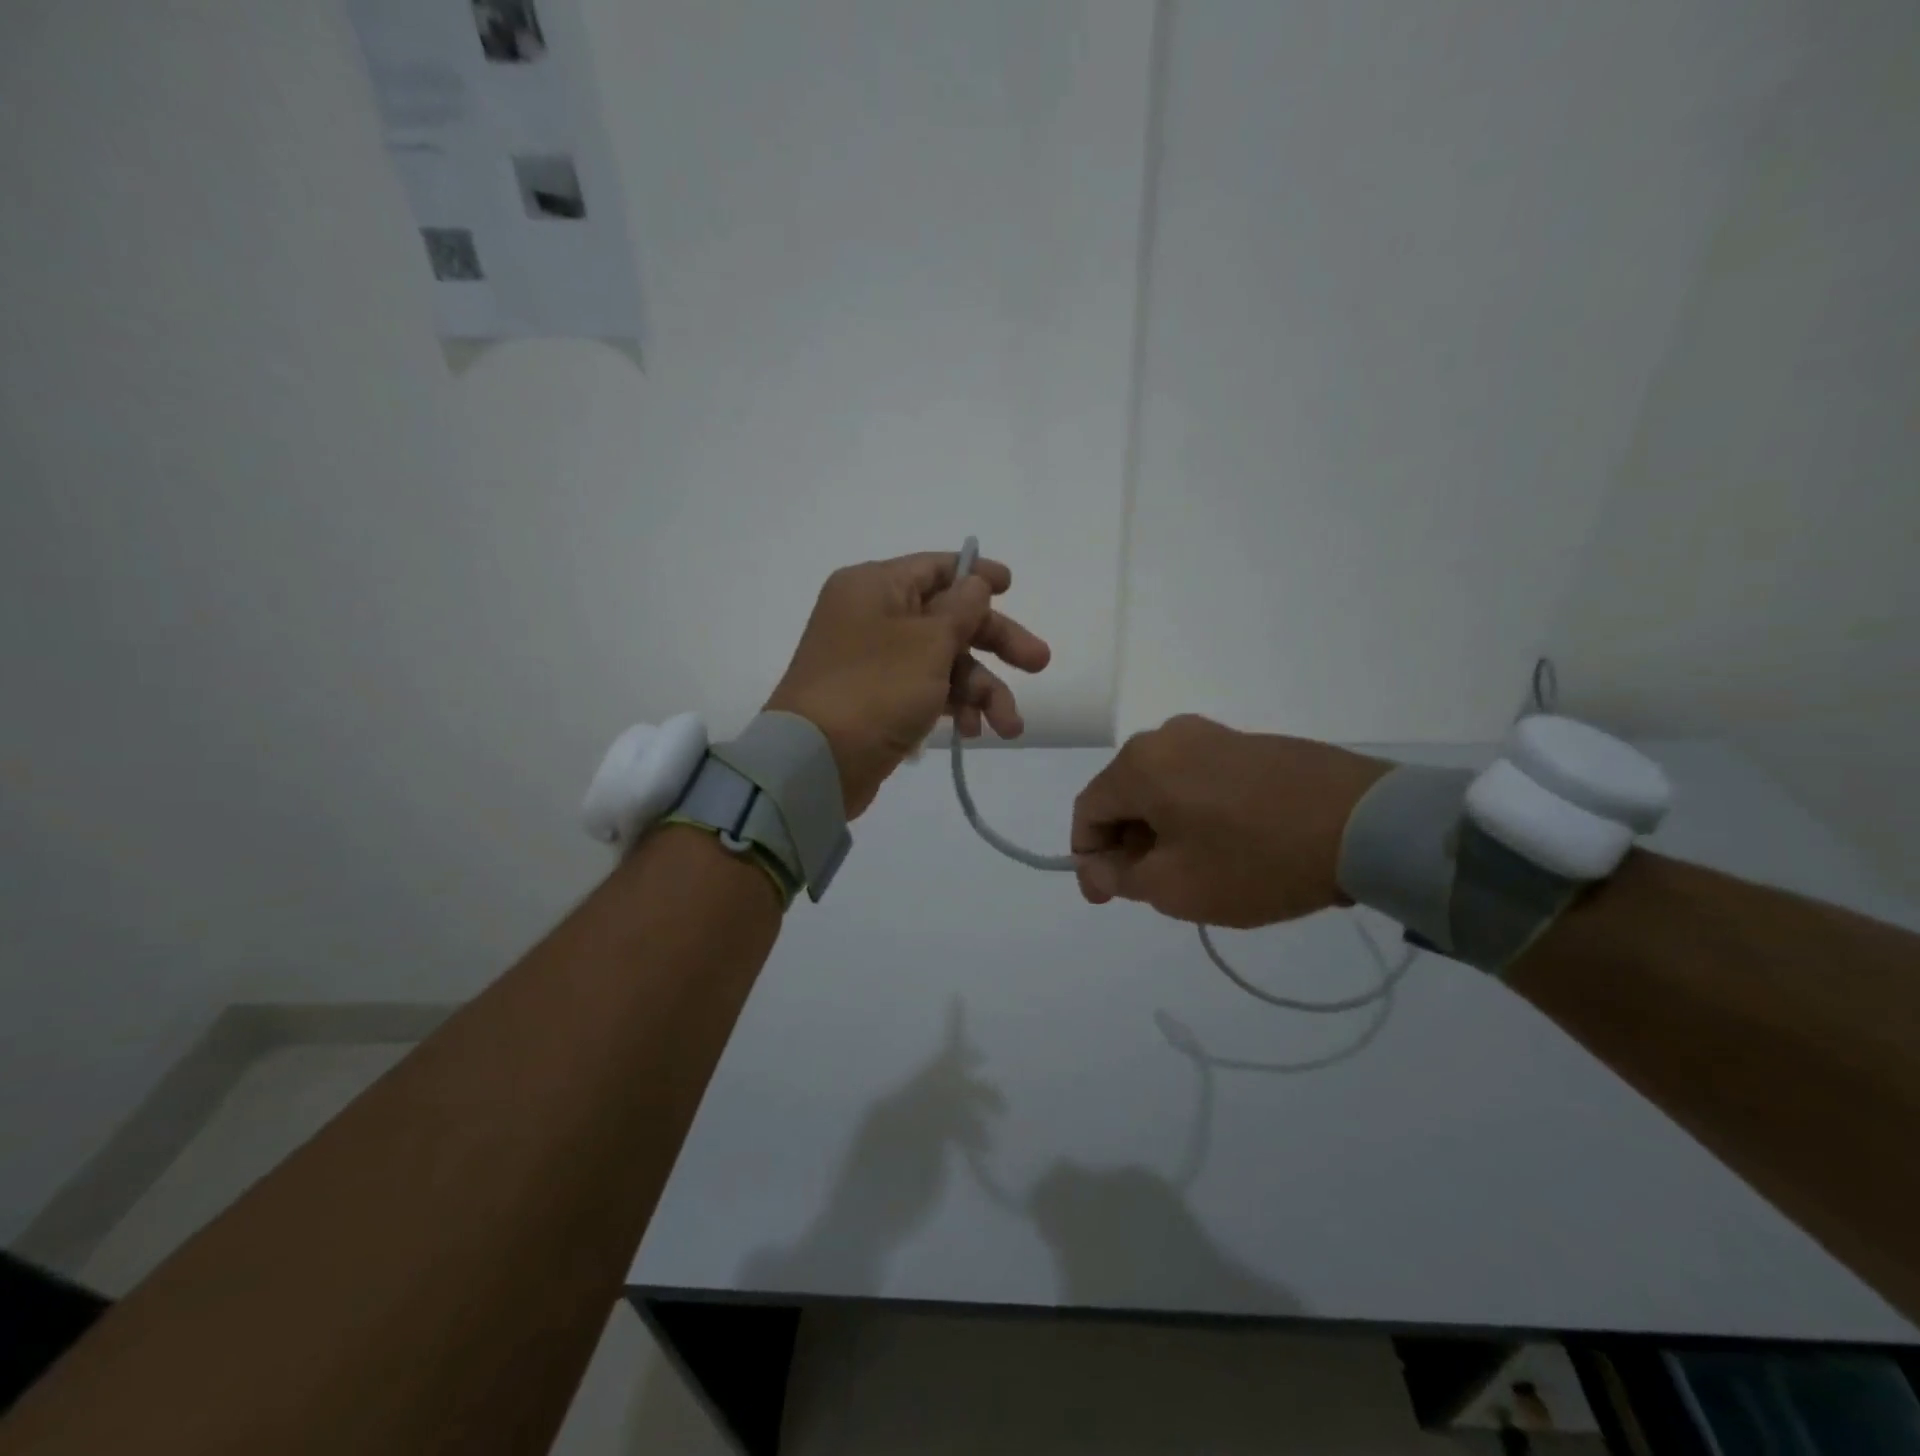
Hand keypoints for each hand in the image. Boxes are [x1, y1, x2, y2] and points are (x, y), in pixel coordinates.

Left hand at [766, 551, 1051, 818]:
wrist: (817, 763)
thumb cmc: (875, 689)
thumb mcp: (928, 642)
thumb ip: (961, 609)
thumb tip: (974, 583)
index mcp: (876, 586)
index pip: (936, 567)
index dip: (977, 576)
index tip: (1013, 587)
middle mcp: (873, 616)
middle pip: (948, 618)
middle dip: (996, 643)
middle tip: (1040, 664)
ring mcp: (875, 661)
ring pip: (943, 662)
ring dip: (981, 690)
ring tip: (1009, 726)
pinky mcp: (879, 700)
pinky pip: (927, 691)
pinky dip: (953, 708)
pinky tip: (973, 733)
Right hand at [1070, 715, 1390, 928]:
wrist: (1366, 825)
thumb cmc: (1256, 859)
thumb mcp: (1177, 886)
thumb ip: (1121, 878)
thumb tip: (1094, 868)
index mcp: (1140, 764)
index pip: (1087, 810)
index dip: (1087, 857)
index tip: (1106, 897)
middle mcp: (1168, 737)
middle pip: (1125, 796)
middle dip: (1128, 845)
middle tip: (1152, 890)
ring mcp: (1213, 735)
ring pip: (1163, 789)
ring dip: (1162, 831)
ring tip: (1194, 872)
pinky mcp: (1251, 744)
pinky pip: (1200, 780)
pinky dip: (1195, 814)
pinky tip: (1227, 846)